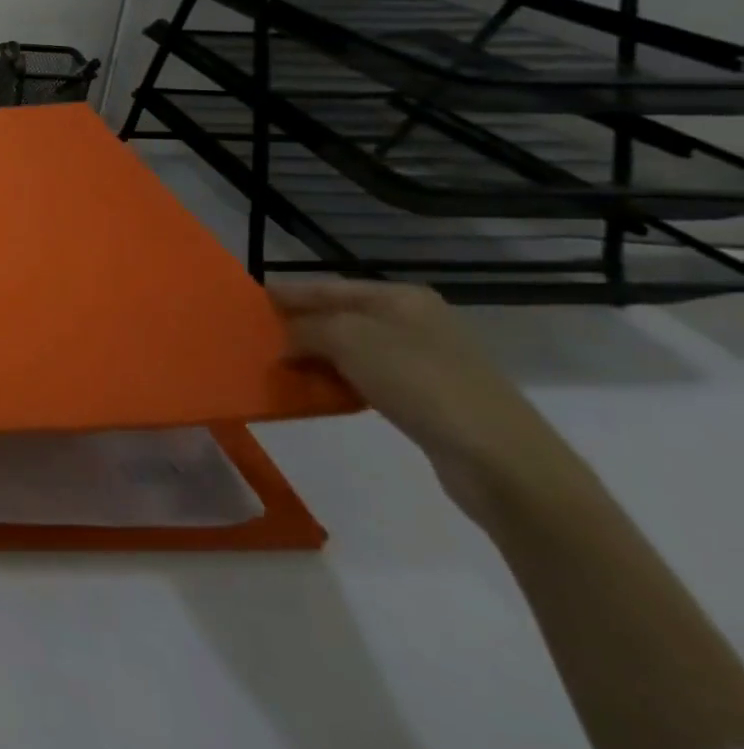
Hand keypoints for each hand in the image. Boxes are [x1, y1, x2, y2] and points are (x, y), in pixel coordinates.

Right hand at [271, 280, 583, 524]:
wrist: (502, 461)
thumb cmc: (422, 383)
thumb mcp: (349, 340)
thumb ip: (306, 329)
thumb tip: (284, 341)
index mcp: (400, 297)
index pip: (326, 287)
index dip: (285, 294)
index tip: (245, 304)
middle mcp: (414, 321)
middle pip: (338, 317)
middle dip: (297, 327)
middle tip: (255, 339)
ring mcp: (425, 360)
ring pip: (351, 350)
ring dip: (315, 357)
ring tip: (277, 368)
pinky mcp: (429, 398)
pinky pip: (367, 379)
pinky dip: (338, 382)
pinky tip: (316, 394)